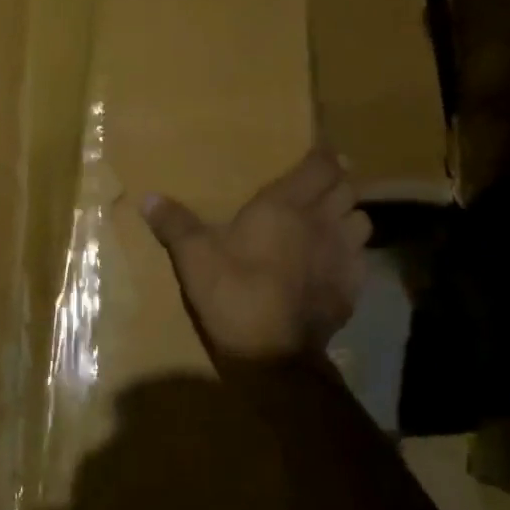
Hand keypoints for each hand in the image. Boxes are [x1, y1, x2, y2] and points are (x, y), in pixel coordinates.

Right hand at [141, 149, 370, 363]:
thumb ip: (175, 225)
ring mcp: (343, 256)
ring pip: (362, 220)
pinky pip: (362, 257)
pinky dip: (352, 252)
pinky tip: (334, 262)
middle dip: (337, 183)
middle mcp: (322, 222)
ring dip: (349, 215)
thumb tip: (148, 197)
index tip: (318, 153)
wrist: (274, 356)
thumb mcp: (194, 258)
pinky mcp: (353, 287)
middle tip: (321, 186)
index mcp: (285, 206)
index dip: (323, 156)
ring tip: (331, 221)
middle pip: (347, 189)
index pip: (320, 166)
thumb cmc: (234, 295)